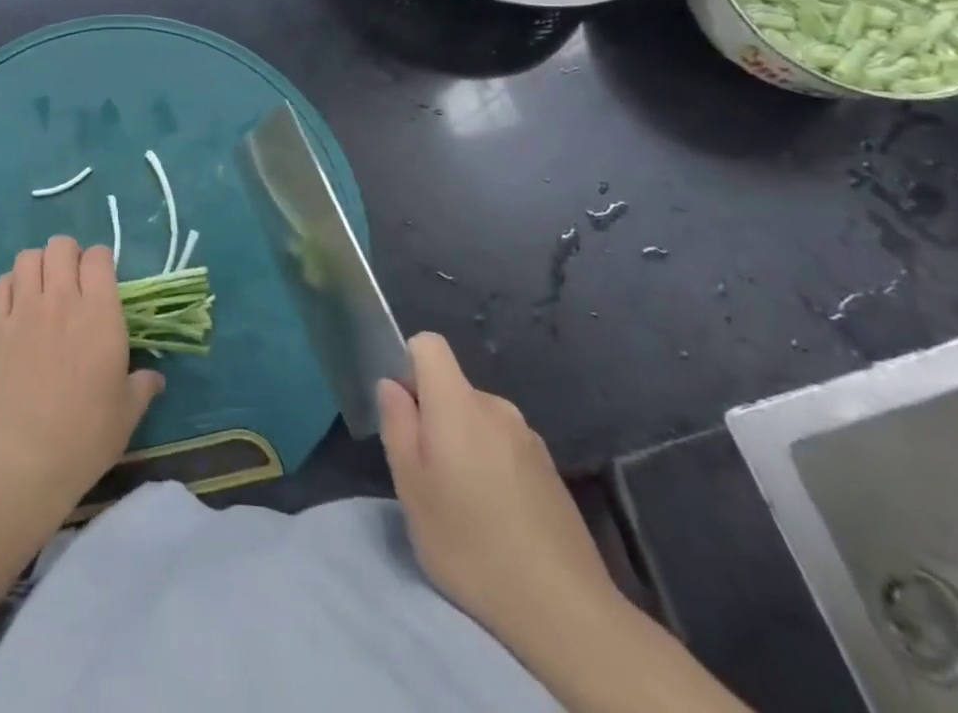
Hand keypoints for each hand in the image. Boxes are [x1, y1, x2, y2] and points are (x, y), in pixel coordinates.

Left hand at [0, 236, 161, 514]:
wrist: (20, 461)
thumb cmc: (84, 437)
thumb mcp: (126, 414)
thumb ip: (142, 387)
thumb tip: (155, 378)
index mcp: (100, 313)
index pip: (99, 257)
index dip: (100, 261)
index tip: (101, 280)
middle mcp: (62, 299)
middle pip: (61, 246)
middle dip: (68, 255)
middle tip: (71, 281)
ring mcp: (23, 310)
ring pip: (28, 257)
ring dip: (38, 265)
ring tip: (42, 289)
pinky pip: (1, 284)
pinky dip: (10, 285)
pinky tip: (16, 306)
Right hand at [379, 333, 620, 646]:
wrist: (566, 612)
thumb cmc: (470, 544)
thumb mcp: (411, 487)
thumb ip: (397, 424)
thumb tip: (392, 385)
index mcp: (458, 402)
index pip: (429, 345)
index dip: (408, 366)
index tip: (405, 413)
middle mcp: (497, 407)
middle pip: (453, 388)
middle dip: (434, 418)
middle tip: (428, 477)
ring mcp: (530, 439)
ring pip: (479, 421)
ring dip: (464, 446)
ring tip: (465, 506)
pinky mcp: (552, 472)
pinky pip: (506, 448)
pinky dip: (493, 468)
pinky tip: (499, 520)